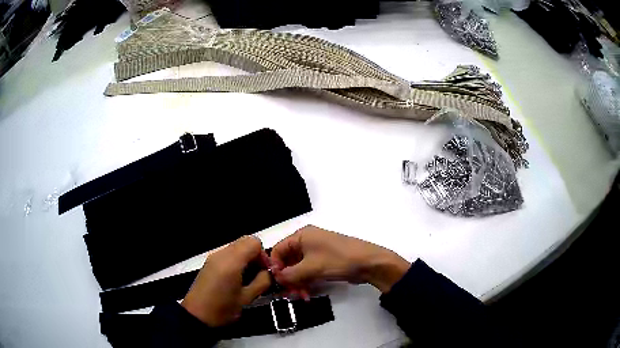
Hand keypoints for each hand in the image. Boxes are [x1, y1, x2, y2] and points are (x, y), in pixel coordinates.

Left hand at [181, 236, 270, 326]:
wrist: (197, 315)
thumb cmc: (222, 309)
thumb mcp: (247, 298)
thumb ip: (262, 282)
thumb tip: (269, 273)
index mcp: (231, 261)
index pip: (254, 242)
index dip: (264, 255)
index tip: (266, 271)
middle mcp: (221, 254)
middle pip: (245, 241)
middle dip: (256, 255)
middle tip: (259, 273)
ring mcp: (213, 257)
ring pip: (236, 246)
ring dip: (246, 257)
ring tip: (248, 277)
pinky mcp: (209, 262)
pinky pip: (228, 253)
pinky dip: (236, 260)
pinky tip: (237, 278)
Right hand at [270, 225, 409, 292]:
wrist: (369, 263)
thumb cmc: (338, 260)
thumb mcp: (311, 268)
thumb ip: (289, 274)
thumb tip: (275, 278)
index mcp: (302, 236)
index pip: (278, 250)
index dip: (275, 266)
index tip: (276, 283)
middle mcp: (307, 242)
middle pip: (288, 261)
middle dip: (288, 278)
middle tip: (290, 293)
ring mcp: (316, 252)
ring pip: (298, 268)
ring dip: (297, 283)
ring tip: (302, 296)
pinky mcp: (324, 261)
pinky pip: (309, 272)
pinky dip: (306, 282)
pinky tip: (308, 294)